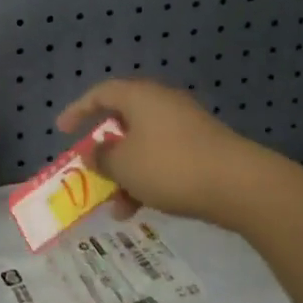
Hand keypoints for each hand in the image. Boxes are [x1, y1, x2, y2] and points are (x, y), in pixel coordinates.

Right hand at [57, 78, 268, 225]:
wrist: (239, 184)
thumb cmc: (170, 166)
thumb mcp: (124, 166)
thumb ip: (102, 158)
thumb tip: (97, 152)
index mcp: (139, 96)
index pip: (100, 94)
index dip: (78, 111)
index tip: (62, 130)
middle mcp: (161, 102)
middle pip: (123, 120)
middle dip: (105, 150)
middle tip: (92, 170)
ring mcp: (185, 124)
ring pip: (144, 144)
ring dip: (127, 173)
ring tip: (118, 207)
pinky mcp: (203, 147)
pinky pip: (164, 157)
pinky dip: (149, 177)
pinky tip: (145, 208)